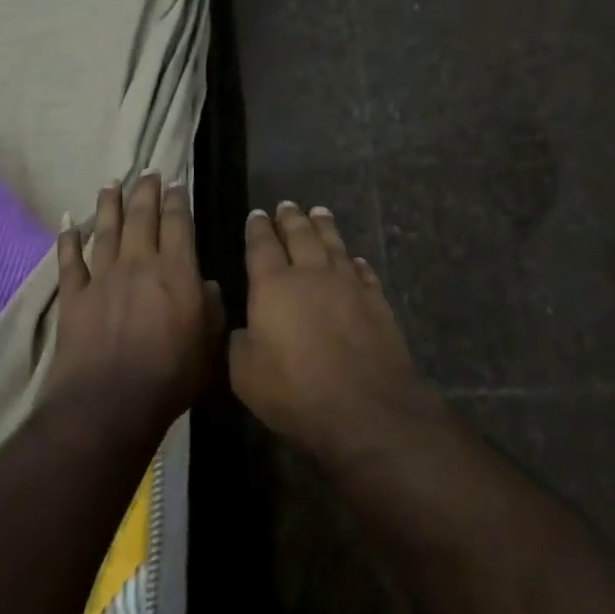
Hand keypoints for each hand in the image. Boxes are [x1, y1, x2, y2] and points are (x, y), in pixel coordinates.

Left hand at [52, 173, 218, 438]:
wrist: (110, 404)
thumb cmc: (170, 378)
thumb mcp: (210, 347)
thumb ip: (212, 310)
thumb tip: (208, 285)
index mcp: (176, 271)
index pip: (177, 223)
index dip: (177, 200)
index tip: (176, 183)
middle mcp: (138, 263)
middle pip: (141, 216)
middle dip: (146, 190)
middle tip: (147, 171)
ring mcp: (103, 277)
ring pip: (106, 228)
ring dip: (109, 203)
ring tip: (111, 182)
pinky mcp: (74, 295)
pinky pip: (70, 259)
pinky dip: (67, 239)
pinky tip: (67, 221)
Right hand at [230, 202, 431, 470]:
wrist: (363, 408)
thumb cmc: (294, 391)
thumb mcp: (245, 375)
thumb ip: (238, 344)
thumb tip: (244, 329)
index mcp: (273, 285)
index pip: (262, 245)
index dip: (258, 228)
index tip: (258, 214)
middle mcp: (311, 273)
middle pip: (300, 235)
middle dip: (291, 218)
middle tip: (287, 206)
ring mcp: (348, 284)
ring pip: (333, 244)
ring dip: (324, 226)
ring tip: (319, 212)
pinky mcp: (376, 301)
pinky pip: (363, 271)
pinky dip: (356, 262)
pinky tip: (355, 259)